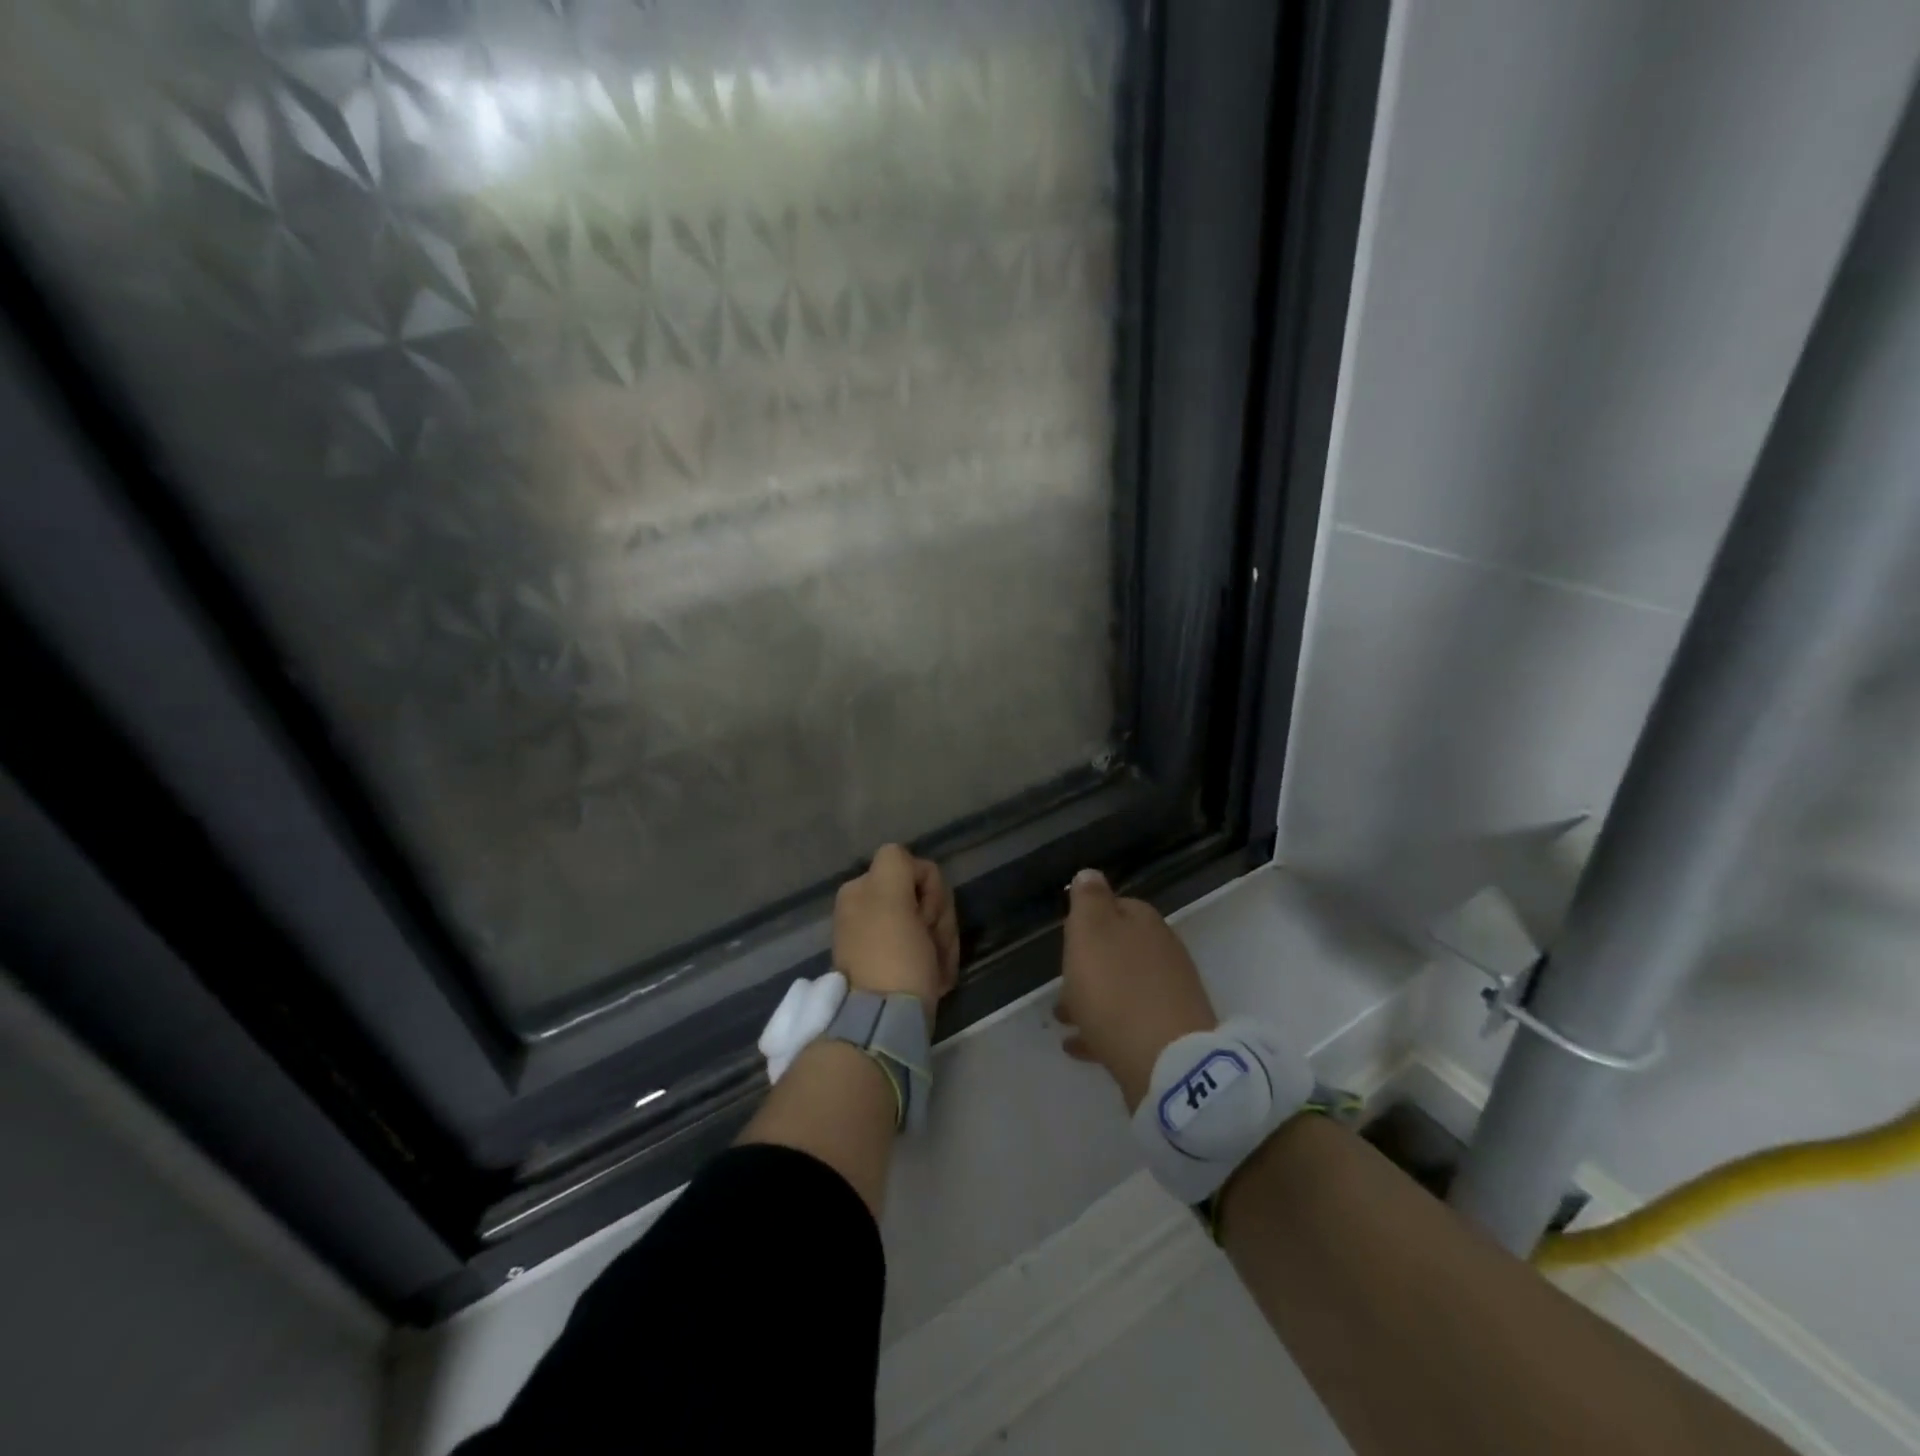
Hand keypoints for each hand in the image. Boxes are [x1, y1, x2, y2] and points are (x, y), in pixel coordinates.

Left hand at [833, 844, 959, 1029]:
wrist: (884, 1025)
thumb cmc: (893, 957)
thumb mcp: (891, 895)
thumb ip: (898, 863)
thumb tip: (911, 868)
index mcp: (862, 890)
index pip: (919, 870)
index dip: (932, 893)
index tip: (925, 919)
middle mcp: (866, 910)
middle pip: (926, 899)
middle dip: (938, 922)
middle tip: (932, 948)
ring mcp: (879, 941)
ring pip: (931, 926)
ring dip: (940, 945)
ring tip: (935, 971)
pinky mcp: (892, 969)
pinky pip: (926, 953)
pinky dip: (935, 964)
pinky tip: (934, 981)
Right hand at [1056, 869, 1217, 1111]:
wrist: (1167, 1062)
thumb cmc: (1116, 989)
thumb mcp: (1091, 932)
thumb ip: (1089, 900)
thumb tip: (1090, 873)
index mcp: (1145, 924)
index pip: (1117, 906)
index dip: (1089, 919)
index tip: (1067, 937)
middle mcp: (1163, 953)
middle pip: (1119, 951)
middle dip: (1089, 964)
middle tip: (1061, 981)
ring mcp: (1169, 996)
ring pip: (1122, 989)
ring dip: (1092, 998)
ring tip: (1062, 1017)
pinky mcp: (1169, 1036)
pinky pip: (1128, 1024)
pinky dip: (1102, 1029)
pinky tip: (1078, 1045)